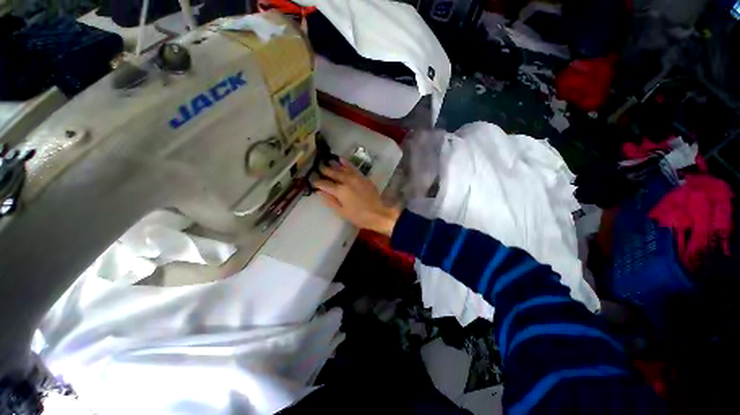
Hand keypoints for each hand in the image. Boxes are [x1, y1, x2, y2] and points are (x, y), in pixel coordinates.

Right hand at [314, 161, 400, 235]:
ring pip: (342, 168)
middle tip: (317, 167)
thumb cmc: (359, 216)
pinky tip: (341, 159)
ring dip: (333, 164)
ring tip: (326, 160)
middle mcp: (347, 181)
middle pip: (333, 173)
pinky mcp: (363, 177)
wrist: (378, 213)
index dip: (317, 182)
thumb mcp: (342, 212)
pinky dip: (346, 163)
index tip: (312, 180)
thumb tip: (320, 192)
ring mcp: (355, 177)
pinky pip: (353, 167)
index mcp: (340, 191)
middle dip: (324, 170)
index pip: (325, 184)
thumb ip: (330, 201)